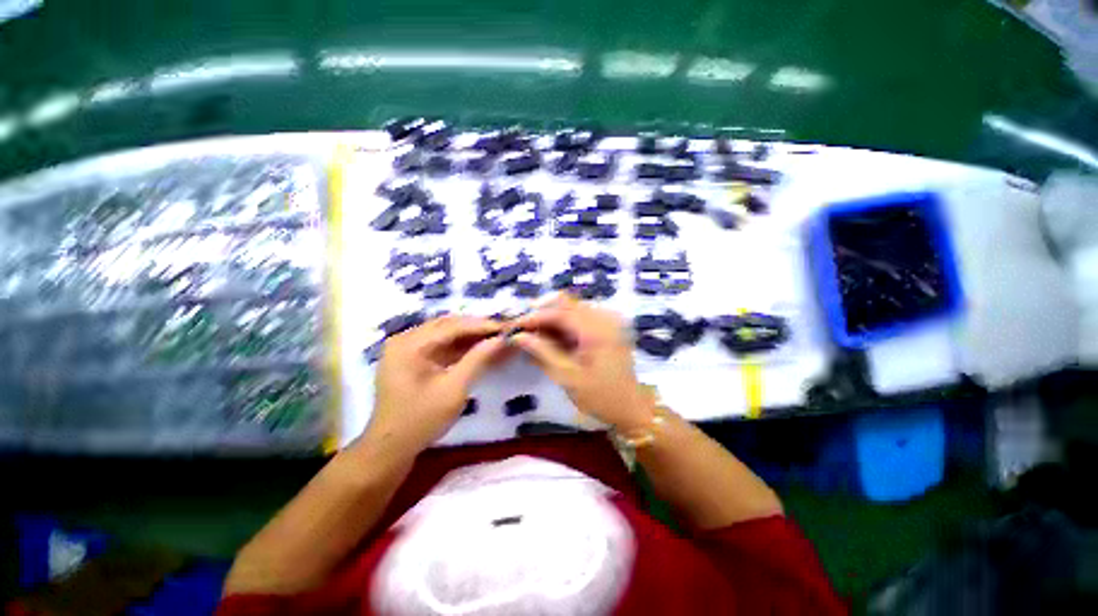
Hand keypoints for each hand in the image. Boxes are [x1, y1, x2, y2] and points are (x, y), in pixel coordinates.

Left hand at [368, 315, 506, 452]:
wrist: (391, 446)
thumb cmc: (421, 420)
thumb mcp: (453, 391)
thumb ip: (477, 361)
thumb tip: (501, 340)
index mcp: (409, 343)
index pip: (451, 326)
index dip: (481, 325)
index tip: (509, 328)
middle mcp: (403, 339)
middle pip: (444, 327)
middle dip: (475, 330)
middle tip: (504, 333)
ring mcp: (402, 350)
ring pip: (440, 337)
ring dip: (466, 339)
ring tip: (494, 342)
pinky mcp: (406, 362)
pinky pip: (433, 349)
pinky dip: (454, 351)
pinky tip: (475, 354)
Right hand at [513, 294, 652, 431]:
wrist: (631, 409)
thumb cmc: (599, 397)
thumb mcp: (567, 376)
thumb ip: (542, 352)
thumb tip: (518, 336)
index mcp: (596, 329)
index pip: (559, 312)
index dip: (533, 317)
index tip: (513, 327)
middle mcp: (604, 319)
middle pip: (567, 305)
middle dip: (542, 315)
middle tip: (520, 329)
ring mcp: (609, 323)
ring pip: (574, 311)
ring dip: (552, 320)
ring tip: (531, 336)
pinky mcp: (609, 331)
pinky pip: (582, 320)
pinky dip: (565, 327)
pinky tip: (549, 341)